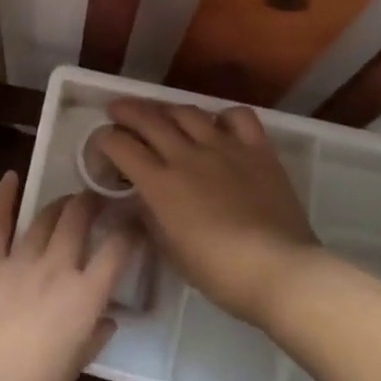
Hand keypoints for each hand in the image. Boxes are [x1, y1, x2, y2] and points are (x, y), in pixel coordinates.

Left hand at [0, 172, 131, 380]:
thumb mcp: (74, 369)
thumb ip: (93, 337)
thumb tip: (108, 318)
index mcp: (84, 297)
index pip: (117, 251)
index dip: (130, 230)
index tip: (135, 221)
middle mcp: (56, 268)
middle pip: (79, 220)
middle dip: (92, 202)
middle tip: (99, 199)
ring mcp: (19, 261)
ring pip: (45, 218)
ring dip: (60, 203)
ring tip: (69, 199)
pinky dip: (3, 198)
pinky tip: (10, 177)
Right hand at [96, 99, 321, 326]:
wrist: (279, 270)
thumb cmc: (218, 272)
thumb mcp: (170, 251)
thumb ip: (150, 219)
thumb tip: (139, 201)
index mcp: (160, 183)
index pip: (120, 146)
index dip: (104, 140)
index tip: (101, 144)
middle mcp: (187, 155)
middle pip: (148, 119)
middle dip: (126, 111)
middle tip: (116, 111)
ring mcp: (224, 147)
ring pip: (187, 112)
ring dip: (167, 109)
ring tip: (161, 114)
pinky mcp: (257, 149)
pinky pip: (237, 116)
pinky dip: (222, 116)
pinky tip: (217, 125)